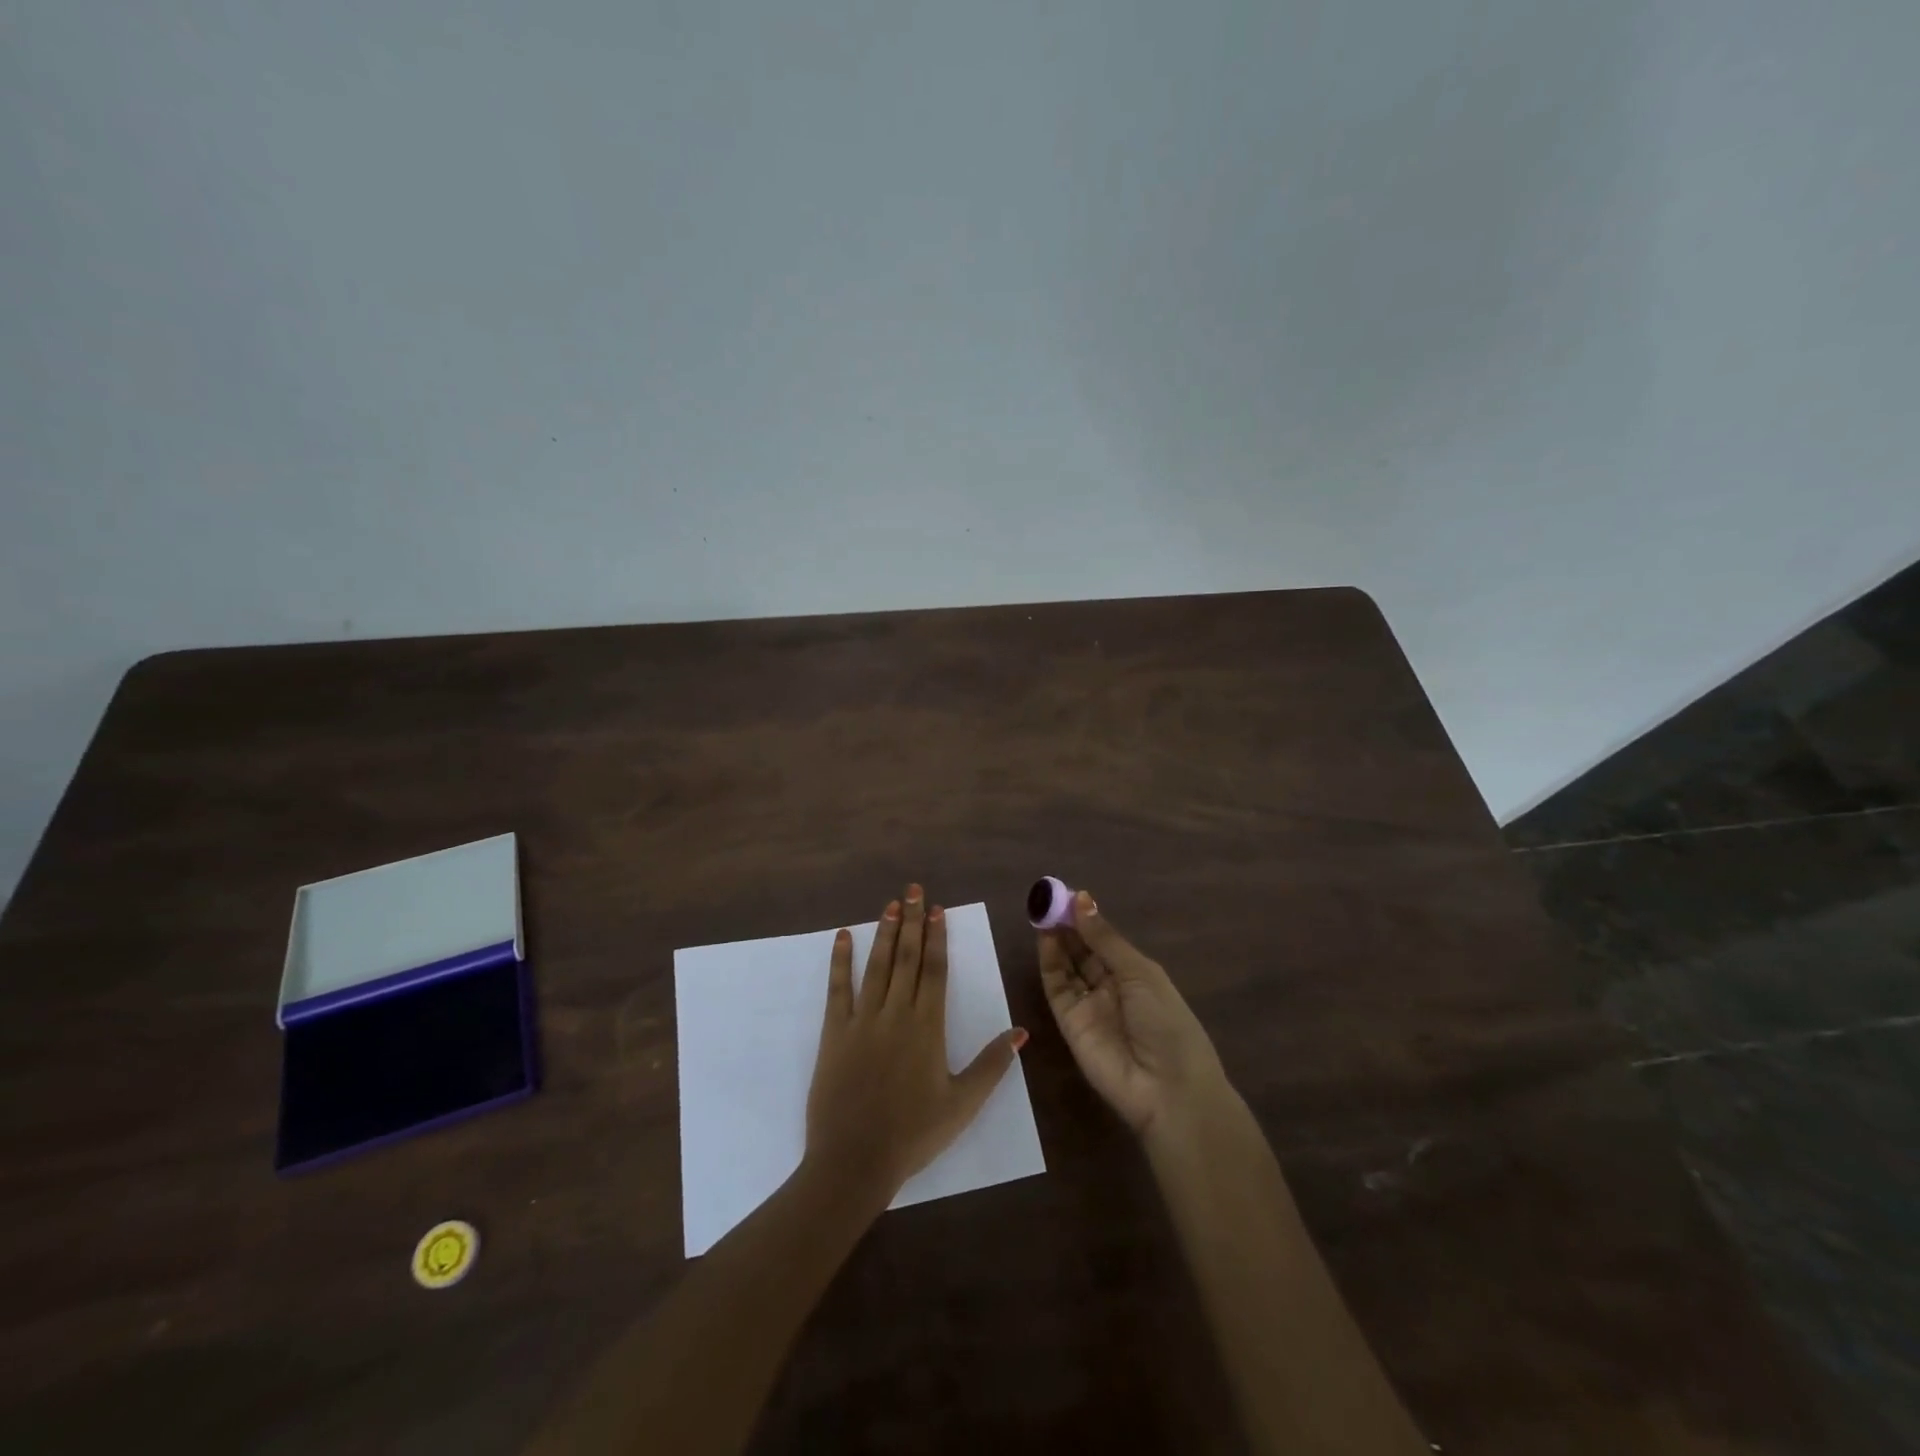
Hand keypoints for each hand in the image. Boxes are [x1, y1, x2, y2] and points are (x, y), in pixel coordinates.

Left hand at [805, 884, 1027, 1205]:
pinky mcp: (834, 1032)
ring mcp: (862, 1020)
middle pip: (907, 958)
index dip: (937, 937)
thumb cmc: (913, 1134)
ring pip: (877, 966)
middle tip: (914, 889)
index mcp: (927, 1027)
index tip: (938, 909)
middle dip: (912, 921)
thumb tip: (1021, 1031)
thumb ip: (992, 1065)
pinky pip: (838, 989)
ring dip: (885, 933)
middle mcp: (896, 1013)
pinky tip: (844, 936)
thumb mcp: (963, 1104)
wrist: (854, 1160)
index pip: (934, 970)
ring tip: (891, 904)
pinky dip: (840, 960)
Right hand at [1038, 890, 1227, 1136]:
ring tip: (1042, 911)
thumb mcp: (1140, 973)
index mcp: (1136, 975)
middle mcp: (1111, 987)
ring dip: (1056, 939)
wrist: (1166, 1090)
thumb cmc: (1167, 1023)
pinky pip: (1057, 987)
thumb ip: (1105, 939)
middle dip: (1067, 925)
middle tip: (1048, 898)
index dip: (1087, 918)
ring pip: (1067, 966)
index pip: (1105, 941)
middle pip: (1083, 951)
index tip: (1067, 893)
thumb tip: (1082, 898)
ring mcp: (1088, 1005)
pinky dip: (1049, 962)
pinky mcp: (1068, 1023)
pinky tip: (1045, 938)